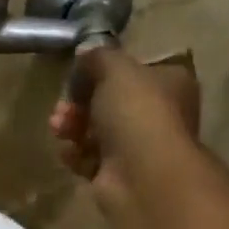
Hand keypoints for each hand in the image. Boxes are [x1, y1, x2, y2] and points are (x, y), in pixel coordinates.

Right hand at [49, 46, 201, 208]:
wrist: (142, 176)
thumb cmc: (137, 113)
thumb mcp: (115, 68)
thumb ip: (99, 56)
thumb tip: (87, 53)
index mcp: (169, 82)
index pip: (134, 70)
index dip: (104, 71)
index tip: (80, 73)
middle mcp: (157, 114)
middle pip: (109, 102)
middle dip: (79, 102)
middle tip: (63, 106)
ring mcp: (138, 147)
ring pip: (96, 130)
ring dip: (72, 126)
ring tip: (59, 128)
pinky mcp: (118, 175)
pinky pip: (89, 158)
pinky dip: (76, 154)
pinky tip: (68, 151)